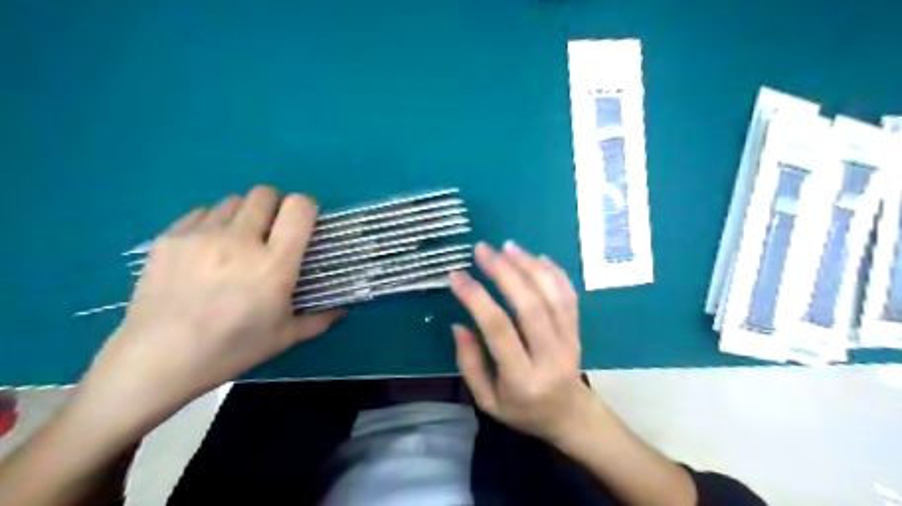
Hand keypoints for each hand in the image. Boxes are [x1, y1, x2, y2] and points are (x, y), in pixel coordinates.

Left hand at [80, 185, 343, 419]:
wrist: (158, 360)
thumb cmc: (232, 349)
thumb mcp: (285, 337)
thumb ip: (320, 318)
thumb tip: (344, 308)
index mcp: (274, 264)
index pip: (299, 207)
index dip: (306, 208)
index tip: (304, 223)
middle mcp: (240, 241)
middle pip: (265, 193)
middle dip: (275, 206)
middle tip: (271, 231)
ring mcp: (201, 235)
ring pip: (233, 200)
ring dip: (244, 214)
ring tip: (237, 241)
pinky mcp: (170, 237)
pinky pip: (202, 212)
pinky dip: (213, 222)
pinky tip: (208, 249)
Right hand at [449, 242, 597, 443]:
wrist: (569, 415)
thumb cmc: (522, 410)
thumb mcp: (487, 400)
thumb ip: (470, 363)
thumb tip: (458, 324)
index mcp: (523, 378)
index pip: (498, 329)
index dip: (476, 298)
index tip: (456, 275)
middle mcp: (550, 356)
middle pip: (530, 305)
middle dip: (504, 272)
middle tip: (483, 250)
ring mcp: (570, 340)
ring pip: (552, 295)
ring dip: (529, 265)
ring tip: (507, 246)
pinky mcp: (579, 330)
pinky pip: (569, 295)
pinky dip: (554, 272)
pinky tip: (537, 256)